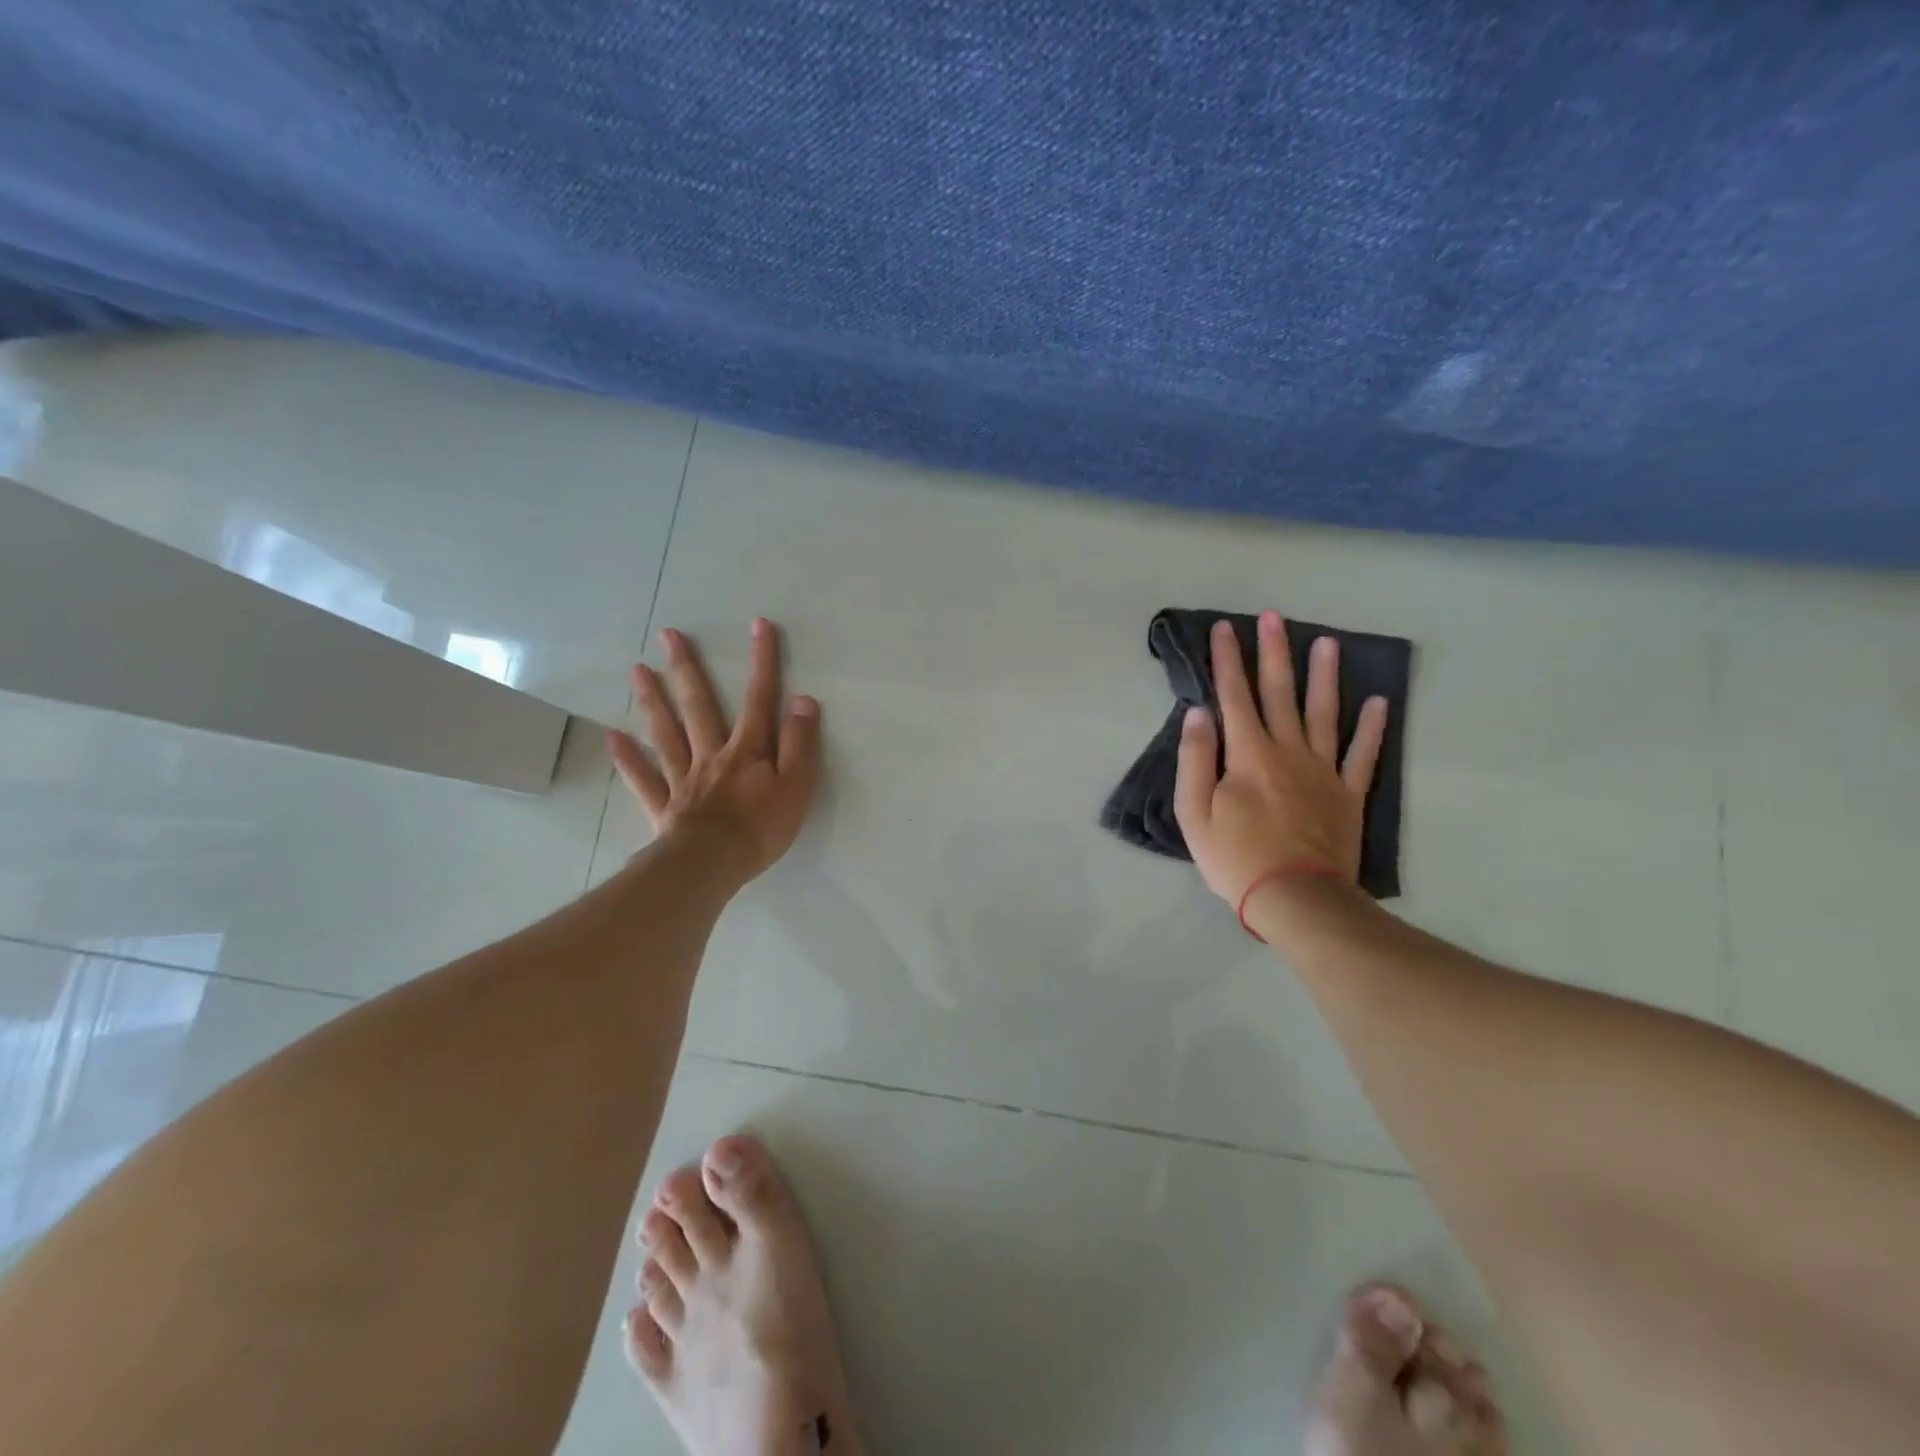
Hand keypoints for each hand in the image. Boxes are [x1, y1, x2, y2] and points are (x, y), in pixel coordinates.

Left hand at [606, 618, 820, 885]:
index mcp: (748, 750)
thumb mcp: (797, 785)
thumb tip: (803, 700)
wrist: (712, 865)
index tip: (758, 625)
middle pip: (699, 706)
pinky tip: (612, 737)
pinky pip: (644, 779)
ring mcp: (684, 779)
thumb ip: (800, 743)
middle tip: (668, 635)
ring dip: (652, 701)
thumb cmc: (761, 828)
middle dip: (687, 669)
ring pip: (666, 733)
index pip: (759, 699)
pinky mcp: (665, 806)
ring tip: (637, 669)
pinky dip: (628, 759)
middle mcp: (712, 755)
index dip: (762, 661)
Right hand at [1174, 613, 1387, 907]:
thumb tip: (1199, 713)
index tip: (1224, 628)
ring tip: (1328, 643)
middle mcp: (1288, 750)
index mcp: (1248, 754)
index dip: (1227, 660)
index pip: (1234, 696)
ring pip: (1325, 713)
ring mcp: (1323, 770)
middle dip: (1274, 652)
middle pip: (1280, 693)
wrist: (1296, 898)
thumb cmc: (1235, 857)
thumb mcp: (1194, 813)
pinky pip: (1363, 754)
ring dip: (1325, 676)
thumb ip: (1195, 759)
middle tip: (1275, 617)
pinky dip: (1372, 728)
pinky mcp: (1348, 794)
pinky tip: (1378, 702)